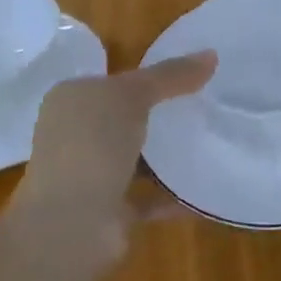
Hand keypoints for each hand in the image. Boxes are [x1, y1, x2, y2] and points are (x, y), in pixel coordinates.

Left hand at [5, 51, 217, 279]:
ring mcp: (88, 175)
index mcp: (69, 100)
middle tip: (202, 105)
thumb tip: (211, 54)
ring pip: (133, 158)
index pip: (109, 81)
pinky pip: (146, 196)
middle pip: (122, 118)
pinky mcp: (107, 211)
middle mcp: (72, 135)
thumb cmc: (92, 144)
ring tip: (207, 140)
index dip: (144, 76)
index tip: (186, 76)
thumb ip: (170, 75)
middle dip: (156, 114)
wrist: (71, 225)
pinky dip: (171, 193)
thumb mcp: (132, 95)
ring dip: (163, 155)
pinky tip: (202, 188)